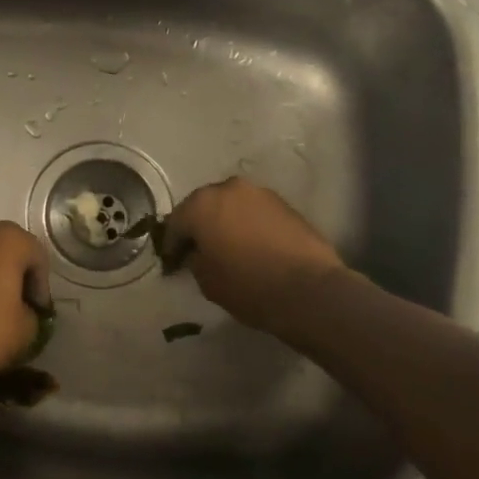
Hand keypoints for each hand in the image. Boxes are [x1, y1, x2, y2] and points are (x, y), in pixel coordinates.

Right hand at [165, 178, 344, 336]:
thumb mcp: (206, 280)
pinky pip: (254, 212)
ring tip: (226, 248)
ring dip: (224, 222)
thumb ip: (195, 259)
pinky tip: (250, 245)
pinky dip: (247, 224)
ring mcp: (260, 193)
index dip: (171, 245)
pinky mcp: (284, 204)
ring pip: (231, 206)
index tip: (171, 263)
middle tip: (196, 251)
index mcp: (202, 204)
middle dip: (198, 227)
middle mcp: (229, 189)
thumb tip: (197, 253)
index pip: (176, 223)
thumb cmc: (248, 285)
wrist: (308, 289)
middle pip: (204, 206)